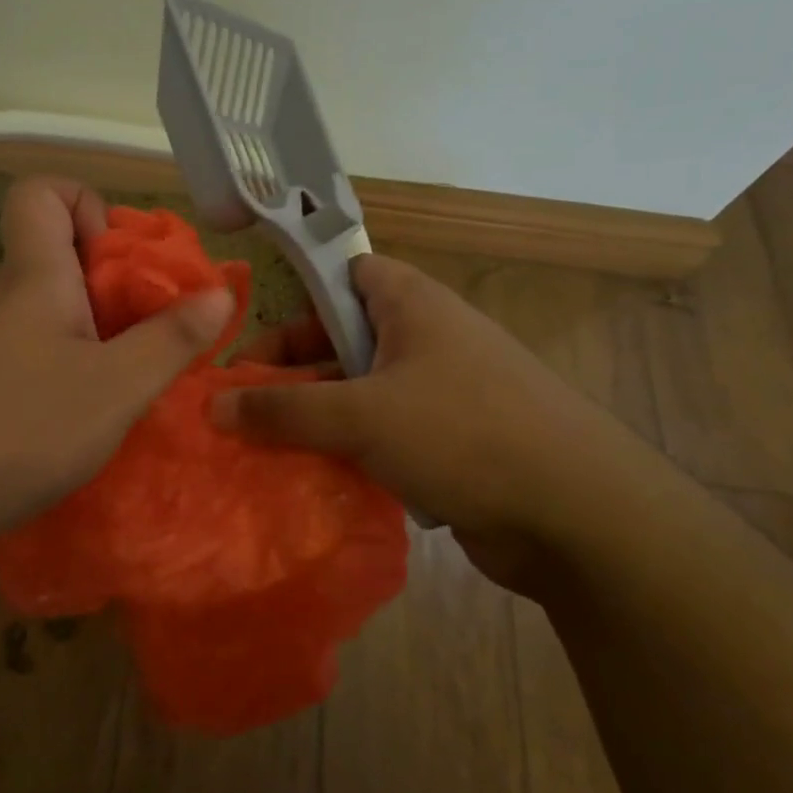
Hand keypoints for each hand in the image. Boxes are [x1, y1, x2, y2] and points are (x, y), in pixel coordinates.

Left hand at [0, 176, 233, 553]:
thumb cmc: (22, 429)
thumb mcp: (116, 387)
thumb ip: (171, 339)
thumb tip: (217, 292)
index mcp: (34, 275)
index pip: (41, 191)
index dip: (87, 204)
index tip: (122, 261)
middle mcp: (3, 296)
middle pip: (56, 254)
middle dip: (112, 282)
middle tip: (147, 334)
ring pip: (47, 308)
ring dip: (94, 331)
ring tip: (123, 382)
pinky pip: (32, 349)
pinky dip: (66, 365)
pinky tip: (80, 416)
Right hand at [212, 254, 649, 556]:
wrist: (578, 517)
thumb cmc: (462, 434)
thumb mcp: (359, 415)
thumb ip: (281, 409)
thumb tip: (213, 405)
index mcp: (411, 305)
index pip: (341, 276)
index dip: (294, 299)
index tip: (249, 342)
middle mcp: (426, 339)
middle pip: (341, 340)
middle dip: (290, 373)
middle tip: (240, 408)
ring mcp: (440, 393)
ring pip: (358, 394)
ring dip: (314, 419)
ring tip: (261, 450)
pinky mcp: (449, 443)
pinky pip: (380, 435)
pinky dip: (346, 451)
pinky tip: (310, 479)